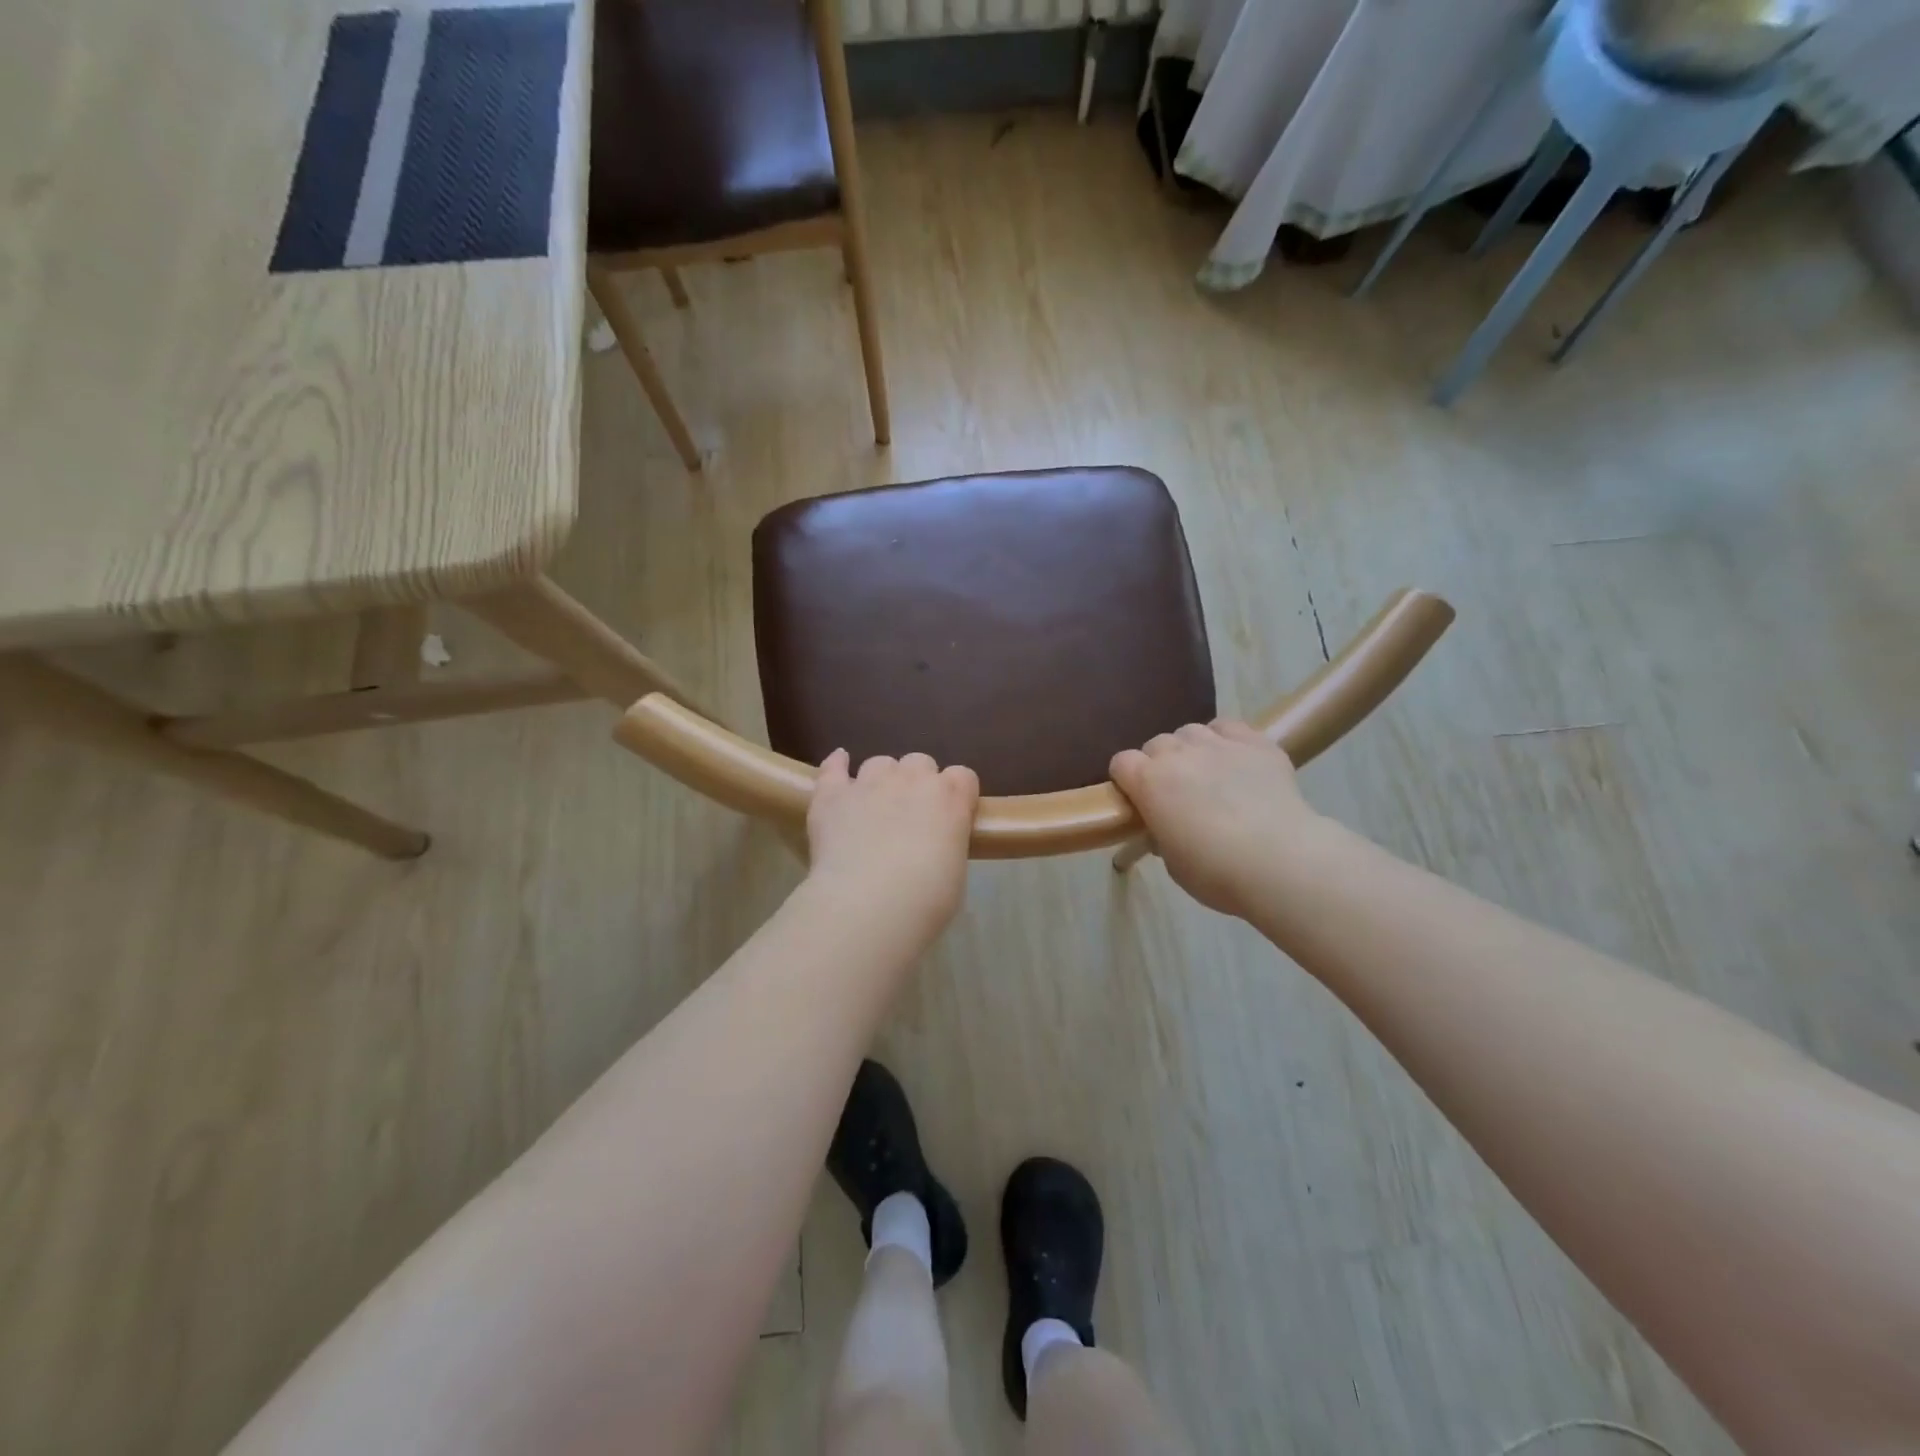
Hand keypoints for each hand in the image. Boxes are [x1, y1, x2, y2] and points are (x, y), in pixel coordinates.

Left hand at [806, 750, 979, 939]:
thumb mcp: (954, 874)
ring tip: (874, 806)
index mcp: (951, 799)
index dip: (956, 794)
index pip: (963, 777)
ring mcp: (869, 782)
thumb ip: (947, 845)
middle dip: (917, 783)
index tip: (951, 817)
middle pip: (920, 762)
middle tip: (911, 817)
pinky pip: (833, 767)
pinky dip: (836, 765)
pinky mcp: (832, 794)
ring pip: (879, 763)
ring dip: (881, 779)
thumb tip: (933, 848)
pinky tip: (838, 766)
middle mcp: (912, 779)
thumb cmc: (925, 901)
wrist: (868, 905)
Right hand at [1110, 721, 1324, 919]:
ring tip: (1206, 773)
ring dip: (1191, 749)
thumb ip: (1162, 833)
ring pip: (1191, 731)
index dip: (1127, 779)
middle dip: (1160, 764)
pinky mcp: (1255, 742)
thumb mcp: (1173, 861)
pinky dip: (1225, 739)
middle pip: (1156, 744)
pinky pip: (1229, 727)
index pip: (1121, 762)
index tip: (1138, 799)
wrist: (1280, 860)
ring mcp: (1217, 743)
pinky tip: (1234, 760)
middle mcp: (1177, 753)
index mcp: (1148, 782)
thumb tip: (1167, 825)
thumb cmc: (1216, 871)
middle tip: (1175, 793)